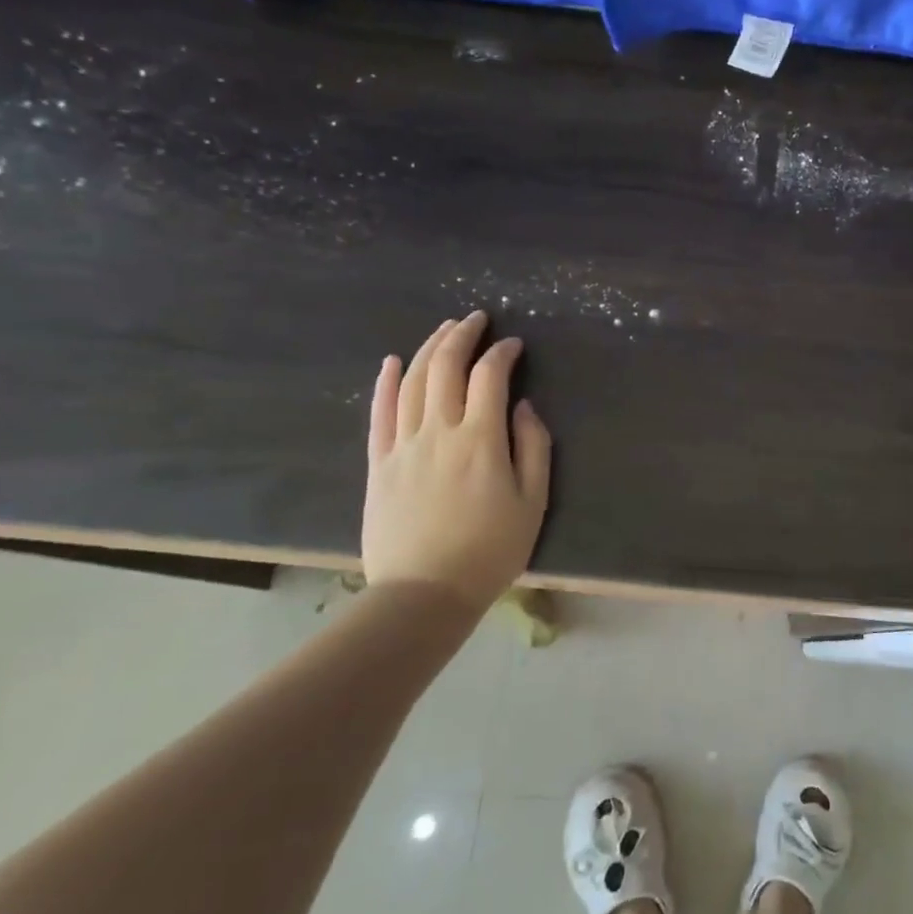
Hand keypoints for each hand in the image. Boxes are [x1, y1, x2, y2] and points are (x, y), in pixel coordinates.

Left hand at [361, 311, 551, 608]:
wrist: (424, 594)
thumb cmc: (490, 550)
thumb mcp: (533, 501)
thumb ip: (533, 447)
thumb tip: (523, 406)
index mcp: (481, 439)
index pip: (490, 377)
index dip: (503, 353)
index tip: (515, 345)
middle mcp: (439, 431)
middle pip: (445, 367)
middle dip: (462, 335)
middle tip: (476, 320)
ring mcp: (403, 445)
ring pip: (412, 381)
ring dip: (429, 349)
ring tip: (444, 330)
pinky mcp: (379, 464)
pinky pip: (379, 414)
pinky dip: (386, 383)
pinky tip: (393, 361)